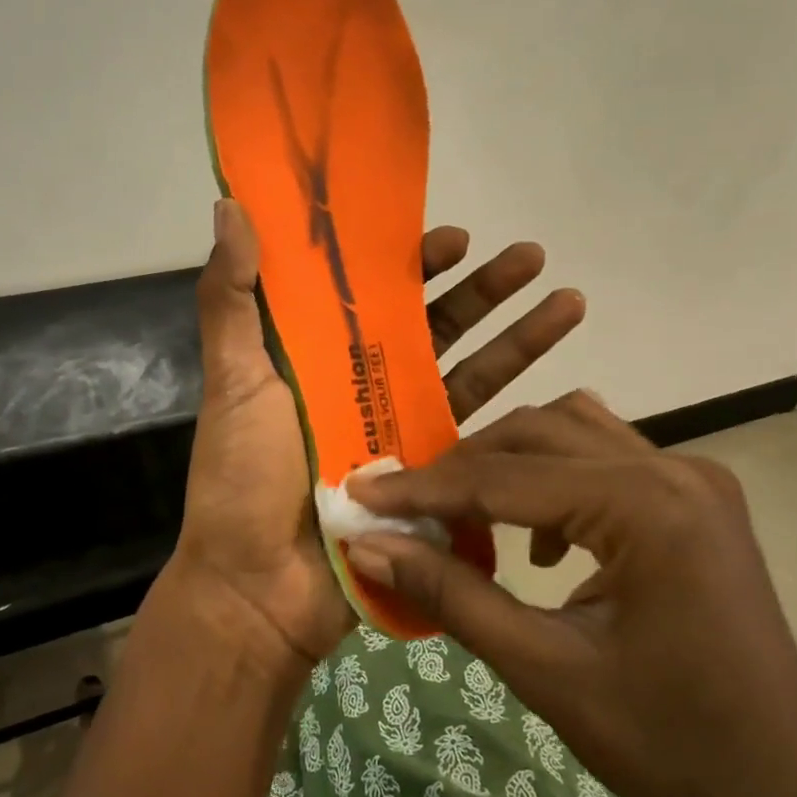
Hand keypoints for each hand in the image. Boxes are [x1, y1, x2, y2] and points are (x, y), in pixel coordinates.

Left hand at [169, 200, 584, 668]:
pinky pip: (478, 430)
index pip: (372, 293)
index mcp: (317, 355)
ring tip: (567, 296)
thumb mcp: (233, 380)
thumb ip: (230, 298)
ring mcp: (400, 430)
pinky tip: (560, 373)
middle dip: (482, 289)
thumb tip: (231, 206)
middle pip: (432, 325)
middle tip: (530, 255)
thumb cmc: (243, 479)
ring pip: (467, 369)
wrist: (261, 590)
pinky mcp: (429, 476)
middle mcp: (363, 384)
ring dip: (516, 333)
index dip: (411, 263)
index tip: (453, 238)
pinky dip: (517, 399)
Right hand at [345, 392, 796, 796]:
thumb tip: (368, 546)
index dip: (423, 487)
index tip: (358, 489)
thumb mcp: (543, 670)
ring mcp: (696, 480)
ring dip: (510, 463)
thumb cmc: (667, 746)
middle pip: (539, 433)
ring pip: (574, 432)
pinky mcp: (699, 501)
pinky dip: (556, 478)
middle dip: (464, 467)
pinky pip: (608, 458)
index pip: (505, 478)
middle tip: (406, 507)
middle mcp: (676, 470)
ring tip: (464, 512)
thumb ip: (451, 596)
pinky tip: (540, 542)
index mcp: (647, 506)